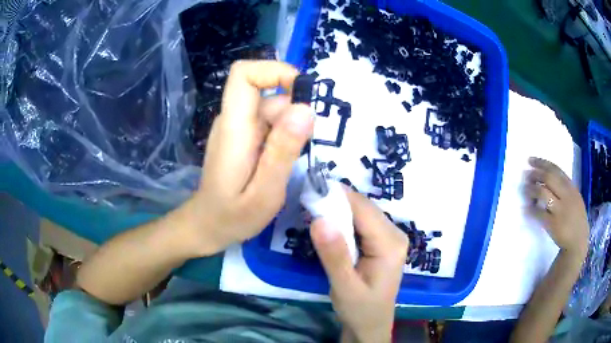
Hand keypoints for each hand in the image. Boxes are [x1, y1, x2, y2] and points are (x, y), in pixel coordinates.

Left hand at [182, 61, 313, 255]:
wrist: (207, 225)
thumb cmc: (232, 216)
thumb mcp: (264, 192)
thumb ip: (283, 151)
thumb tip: (305, 108)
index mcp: (234, 127)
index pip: (244, 74)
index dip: (275, 71)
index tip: (303, 93)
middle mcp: (233, 119)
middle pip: (267, 92)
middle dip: (295, 111)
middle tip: (305, 146)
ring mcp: (237, 127)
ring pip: (272, 108)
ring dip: (292, 127)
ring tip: (294, 160)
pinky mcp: (242, 136)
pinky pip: (269, 122)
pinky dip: (284, 134)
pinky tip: (284, 161)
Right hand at [310, 190, 408, 342]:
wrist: (371, 324)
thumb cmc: (359, 309)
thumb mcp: (345, 287)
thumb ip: (334, 255)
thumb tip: (320, 219)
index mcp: (390, 244)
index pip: (363, 209)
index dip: (337, 198)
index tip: (310, 193)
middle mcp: (395, 234)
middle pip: (364, 208)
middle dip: (337, 204)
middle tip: (309, 205)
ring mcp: (390, 237)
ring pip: (363, 213)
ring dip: (339, 212)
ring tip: (315, 213)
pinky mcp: (382, 242)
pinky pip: (362, 223)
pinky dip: (345, 221)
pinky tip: (330, 228)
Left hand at [524, 157, 588, 257]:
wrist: (578, 242)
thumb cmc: (577, 219)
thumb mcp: (575, 198)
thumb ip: (565, 188)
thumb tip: (548, 176)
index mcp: (571, 187)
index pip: (555, 169)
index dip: (542, 163)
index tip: (531, 160)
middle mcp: (566, 196)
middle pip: (548, 178)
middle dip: (535, 174)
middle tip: (526, 174)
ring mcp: (559, 210)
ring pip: (542, 193)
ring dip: (531, 189)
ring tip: (525, 188)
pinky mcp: (553, 225)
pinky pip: (539, 214)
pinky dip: (531, 209)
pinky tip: (526, 208)